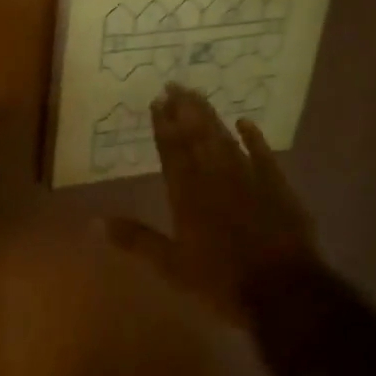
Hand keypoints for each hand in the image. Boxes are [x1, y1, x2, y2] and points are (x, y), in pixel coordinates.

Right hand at [105, 83, 319, 316]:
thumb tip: (93, 223)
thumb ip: (135, 240)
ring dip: (210, 116)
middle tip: (175, 84)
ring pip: (225, 139)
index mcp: (187, 196)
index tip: (157, 101)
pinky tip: (245, 121)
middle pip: (197, 137)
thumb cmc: (222, 280)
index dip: (163, 126)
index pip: (171, 152)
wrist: (283, 290)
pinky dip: (253, 137)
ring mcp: (248, 179)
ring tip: (197, 95)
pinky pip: (263, 154)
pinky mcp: (277, 186)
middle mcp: (215, 178)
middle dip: (184, 110)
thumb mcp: (171, 266)